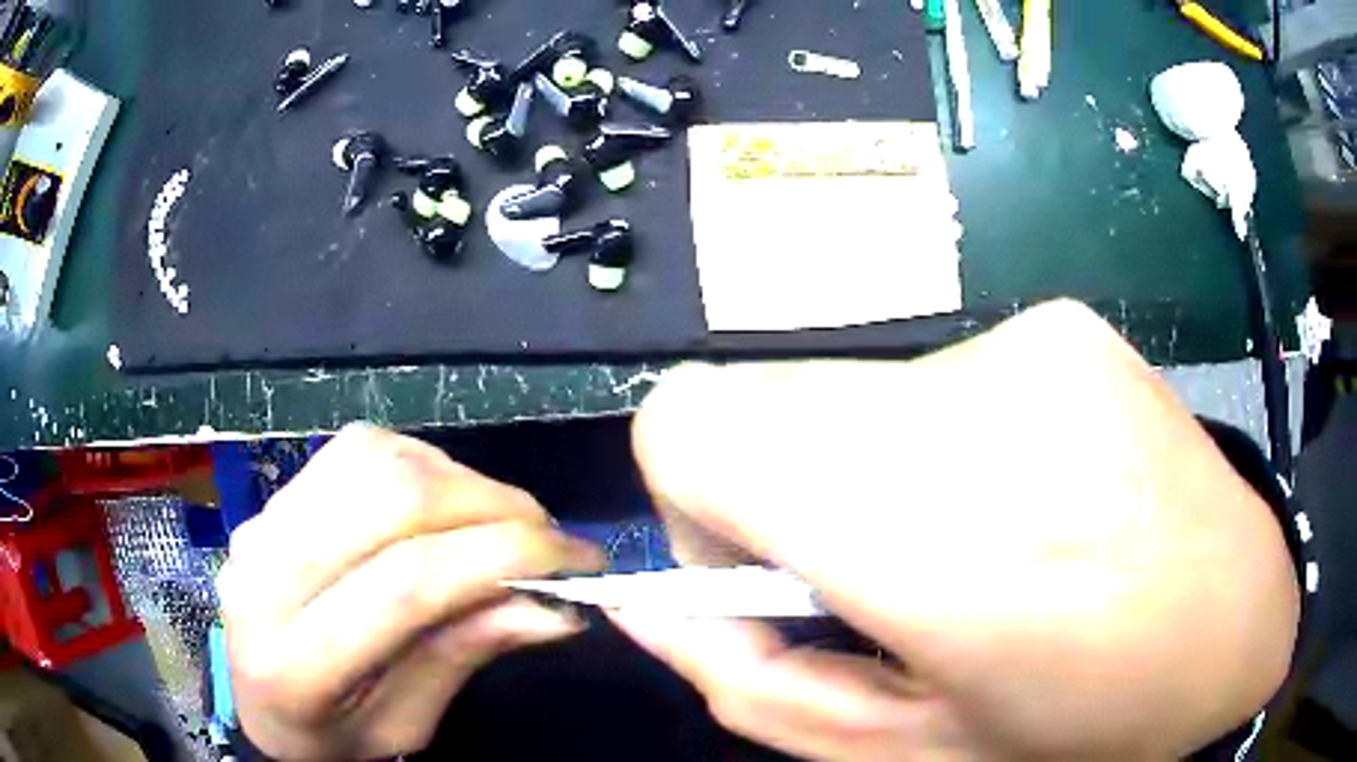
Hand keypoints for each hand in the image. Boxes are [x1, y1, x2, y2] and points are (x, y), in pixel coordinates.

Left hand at [217, 425, 602, 760]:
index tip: (576, 560)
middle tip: (548, 536)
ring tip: (501, 520)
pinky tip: (444, 499)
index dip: (503, 557)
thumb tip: (554, 605)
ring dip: (457, 479)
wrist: (261, 706)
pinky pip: (355, 451)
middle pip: (389, 502)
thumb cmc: (338, 737)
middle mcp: (264, 575)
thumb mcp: (409, 727)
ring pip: (373, 460)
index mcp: (294, 663)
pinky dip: (419, 462)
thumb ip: (466, 657)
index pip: (406, 584)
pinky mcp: (273, 499)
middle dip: (490, 505)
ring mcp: (261, 523)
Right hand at [616, 300, 1299, 760]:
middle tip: (864, 574)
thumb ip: (759, 686)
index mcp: (934, 539)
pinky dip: (946, 444)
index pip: (693, 425)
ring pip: (851, 392)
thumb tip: (649, 616)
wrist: (1238, 619)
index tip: (752, 564)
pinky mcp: (1063, 326)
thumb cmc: (1087, 721)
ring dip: (871, 473)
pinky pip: (940, 378)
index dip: (685, 493)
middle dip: (778, 493)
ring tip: (968, 546)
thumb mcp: (912, 751)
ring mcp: (1030, 344)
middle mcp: (976, 405)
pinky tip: (1028, 500)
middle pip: (763, 401)